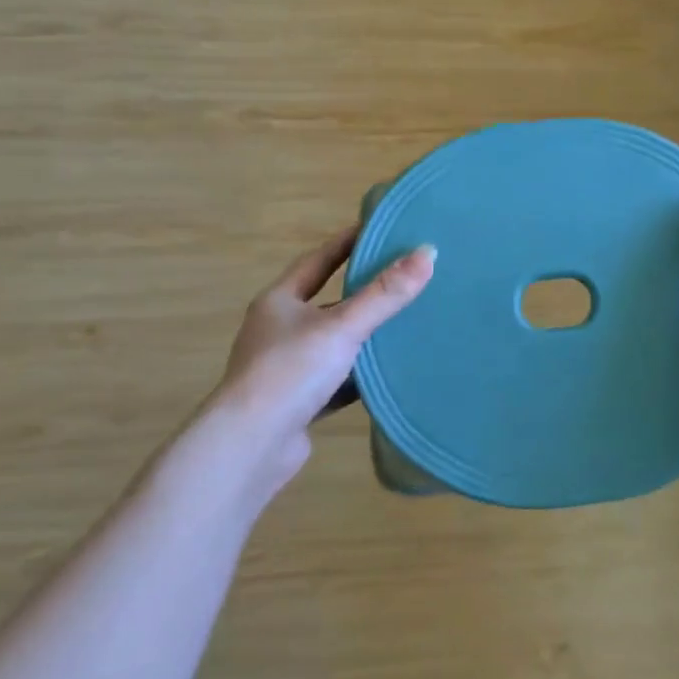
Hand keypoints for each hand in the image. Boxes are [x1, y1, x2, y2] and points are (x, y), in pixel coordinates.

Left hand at [204, 227, 436, 489]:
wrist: (250, 447)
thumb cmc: (290, 372)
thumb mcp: (342, 326)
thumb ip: (384, 294)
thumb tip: (428, 252)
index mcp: (279, 301)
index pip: (318, 260)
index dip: (347, 243)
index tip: (379, 230)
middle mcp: (278, 330)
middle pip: (326, 302)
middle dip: (360, 292)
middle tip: (401, 278)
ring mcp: (285, 369)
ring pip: (332, 344)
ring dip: (362, 337)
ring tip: (404, 325)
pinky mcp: (297, 403)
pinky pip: (335, 380)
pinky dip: (359, 376)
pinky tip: (387, 375)